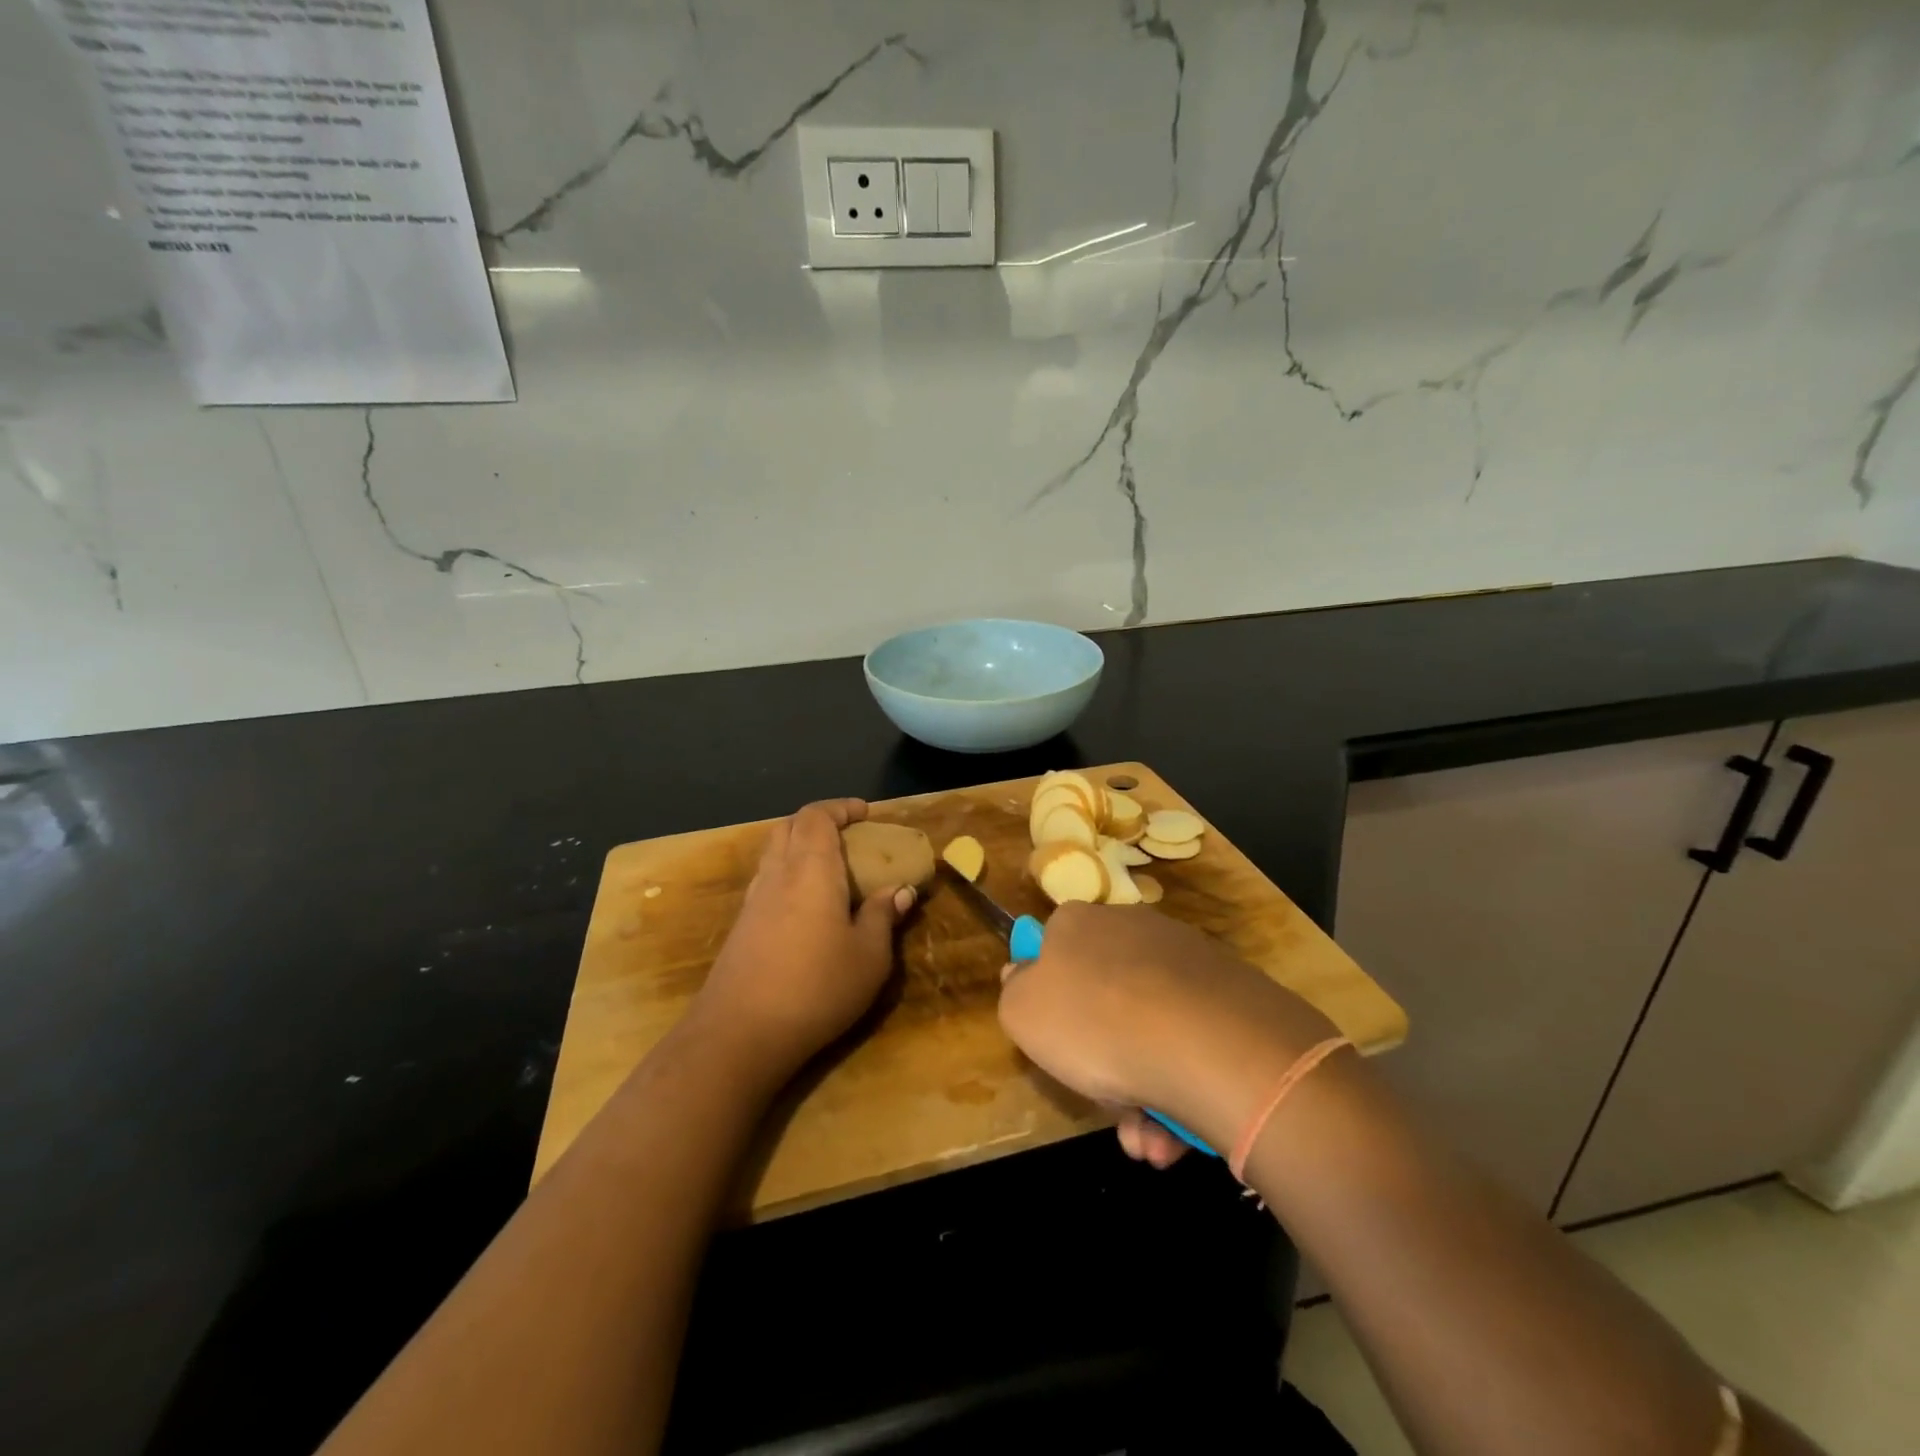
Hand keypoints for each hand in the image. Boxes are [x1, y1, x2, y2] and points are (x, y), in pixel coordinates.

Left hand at [690, 799, 913, 1081]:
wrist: (739, 1035)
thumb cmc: (816, 988)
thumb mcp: (869, 957)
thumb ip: (882, 918)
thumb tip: (900, 891)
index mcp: (811, 870)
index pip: (817, 816)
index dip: (840, 808)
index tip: (865, 813)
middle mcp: (777, 875)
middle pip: (789, 827)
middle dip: (818, 822)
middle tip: (848, 836)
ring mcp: (753, 901)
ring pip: (773, 853)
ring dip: (800, 847)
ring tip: (831, 869)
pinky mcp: (741, 928)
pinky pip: (767, 881)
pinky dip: (788, 876)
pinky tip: (807, 908)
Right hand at [997, 903, 1340, 1155]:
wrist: (1206, 1043)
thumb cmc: (1095, 1023)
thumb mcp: (1022, 1012)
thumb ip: (1014, 992)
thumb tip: (1023, 974)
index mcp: (1079, 923)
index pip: (1053, 949)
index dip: (1049, 999)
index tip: (1054, 1042)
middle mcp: (1133, 928)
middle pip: (1103, 1000)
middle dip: (1099, 1064)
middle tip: (1107, 1111)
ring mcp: (1185, 960)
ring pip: (1147, 1032)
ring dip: (1139, 1094)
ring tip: (1146, 1142)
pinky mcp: (1230, 994)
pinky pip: (1189, 1043)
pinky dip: (1178, 1089)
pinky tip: (1176, 1134)